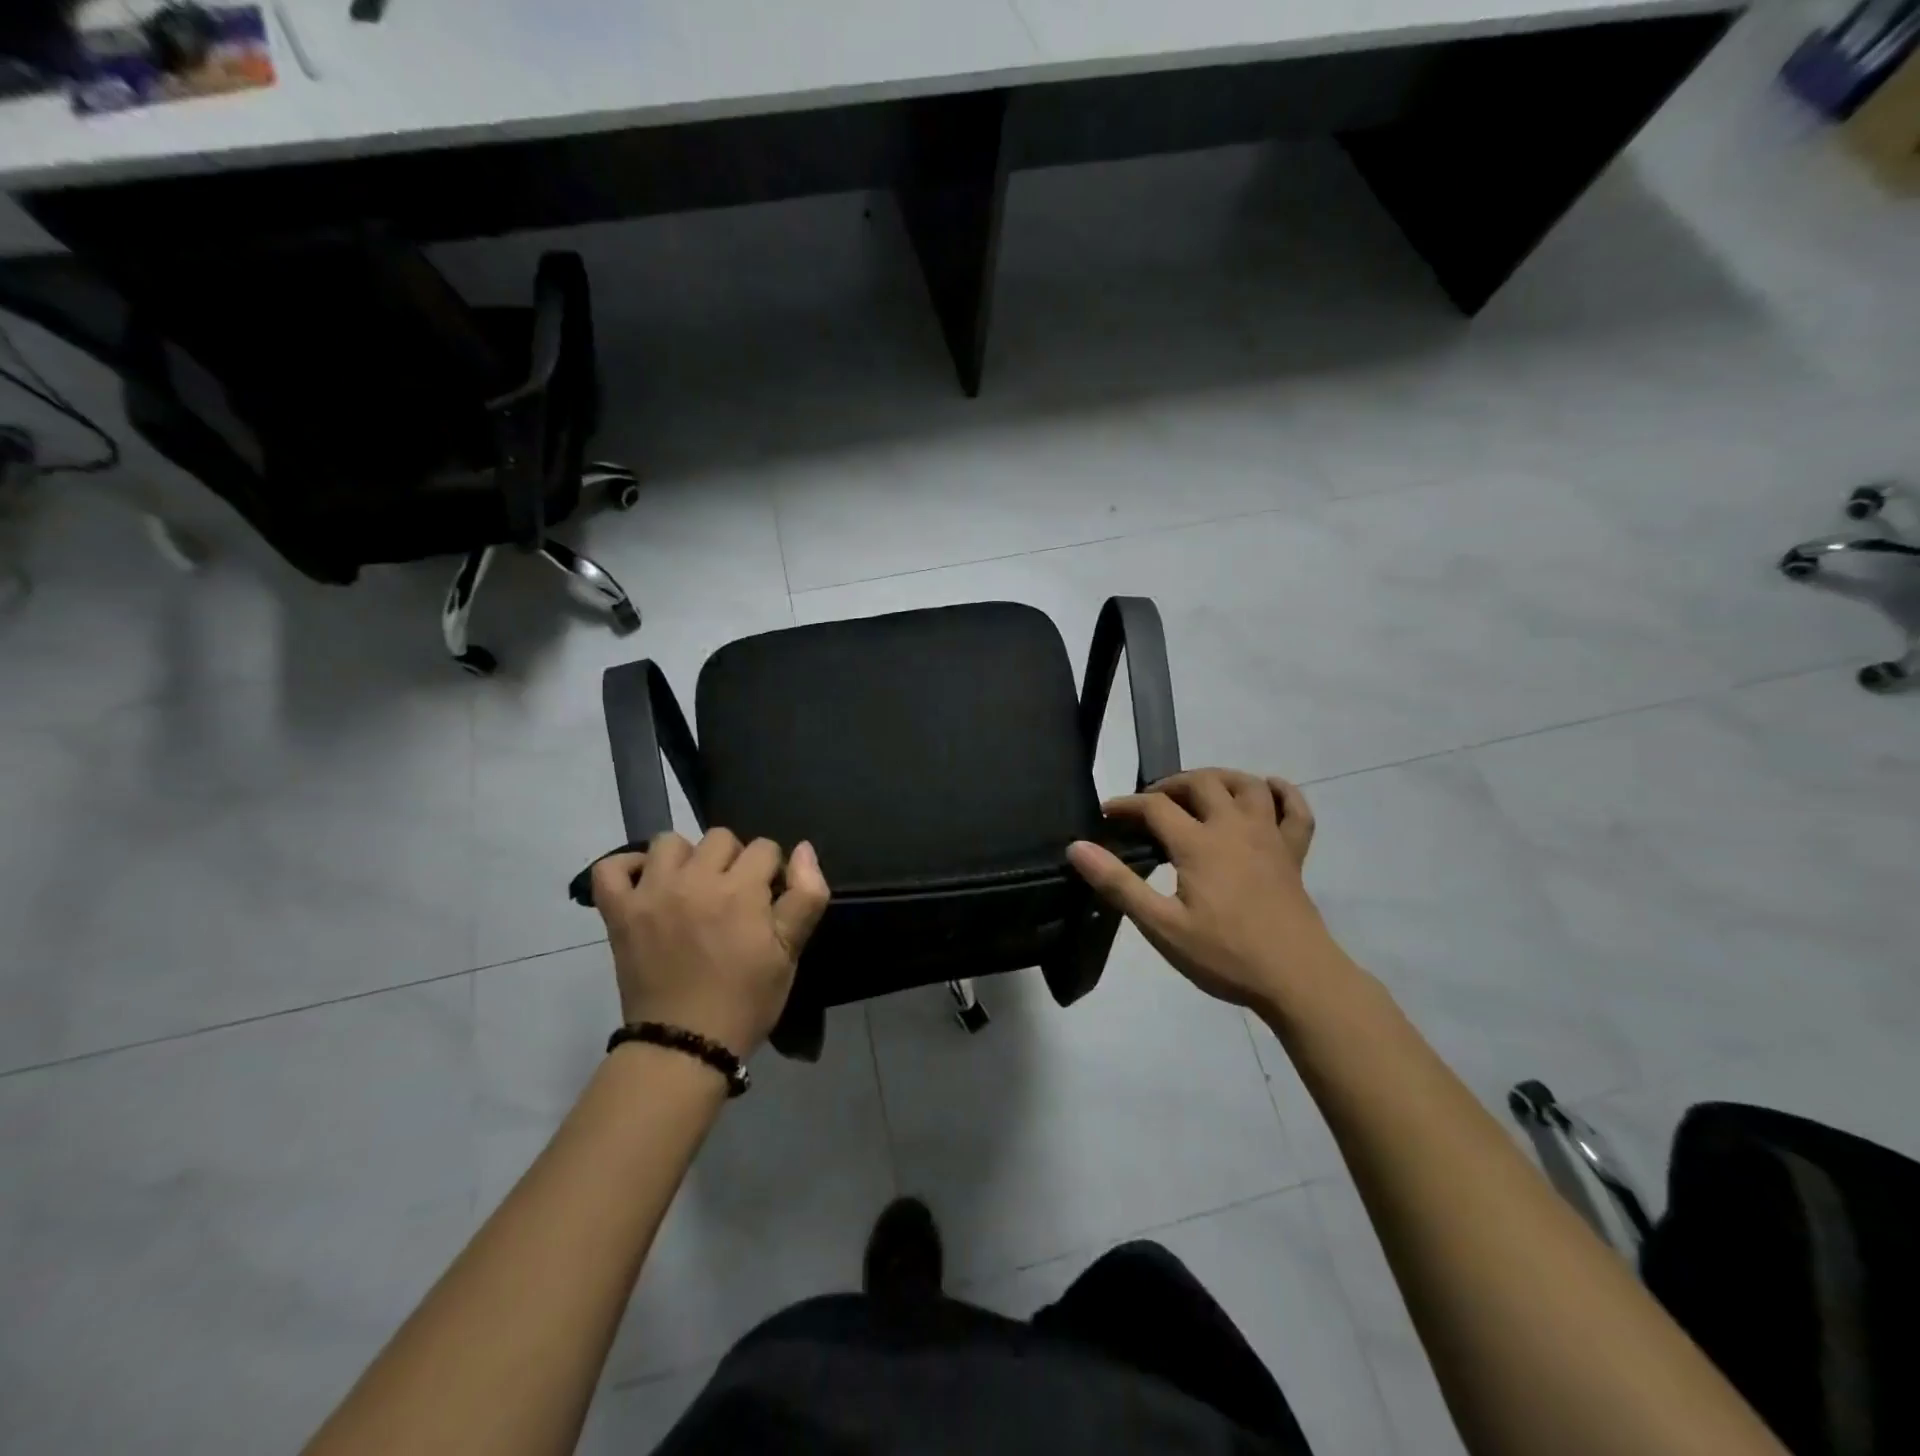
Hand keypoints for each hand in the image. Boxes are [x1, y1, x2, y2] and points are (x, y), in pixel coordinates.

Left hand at [590, 831, 831, 1058]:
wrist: (685, 1046)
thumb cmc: (746, 1000)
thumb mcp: (790, 952)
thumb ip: (806, 895)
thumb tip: (803, 849)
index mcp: (740, 890)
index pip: (764, 847)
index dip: (771, 871)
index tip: (767, 901)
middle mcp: (694, 880)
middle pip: (720, 838)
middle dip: (734, 860)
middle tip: (732, 897)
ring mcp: (652, 894)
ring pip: (669, 842)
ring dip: (686, 858)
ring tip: (691, 888)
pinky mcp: (619, 913)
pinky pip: (610, 869)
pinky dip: (626, 868)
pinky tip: (645, 884)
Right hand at [1067, 769, 1332, 1011]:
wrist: (1298, 979)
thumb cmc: (1225, 955)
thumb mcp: (1162, 926)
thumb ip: (1119, 884)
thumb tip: (1078, 847)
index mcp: (1199, 844)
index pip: (1155, 806)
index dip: (1127, 805)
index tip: (1106, 815)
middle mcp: (1234, 827)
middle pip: (1202, 783)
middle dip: (1171, 785)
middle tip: (1151, 805)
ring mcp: (1269, 837)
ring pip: (1247, 785)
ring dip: (1220, 778)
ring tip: (1200, 791)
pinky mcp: (1294, 854)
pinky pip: (1296, 811)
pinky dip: (1283, 793)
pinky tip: (1268, 791)